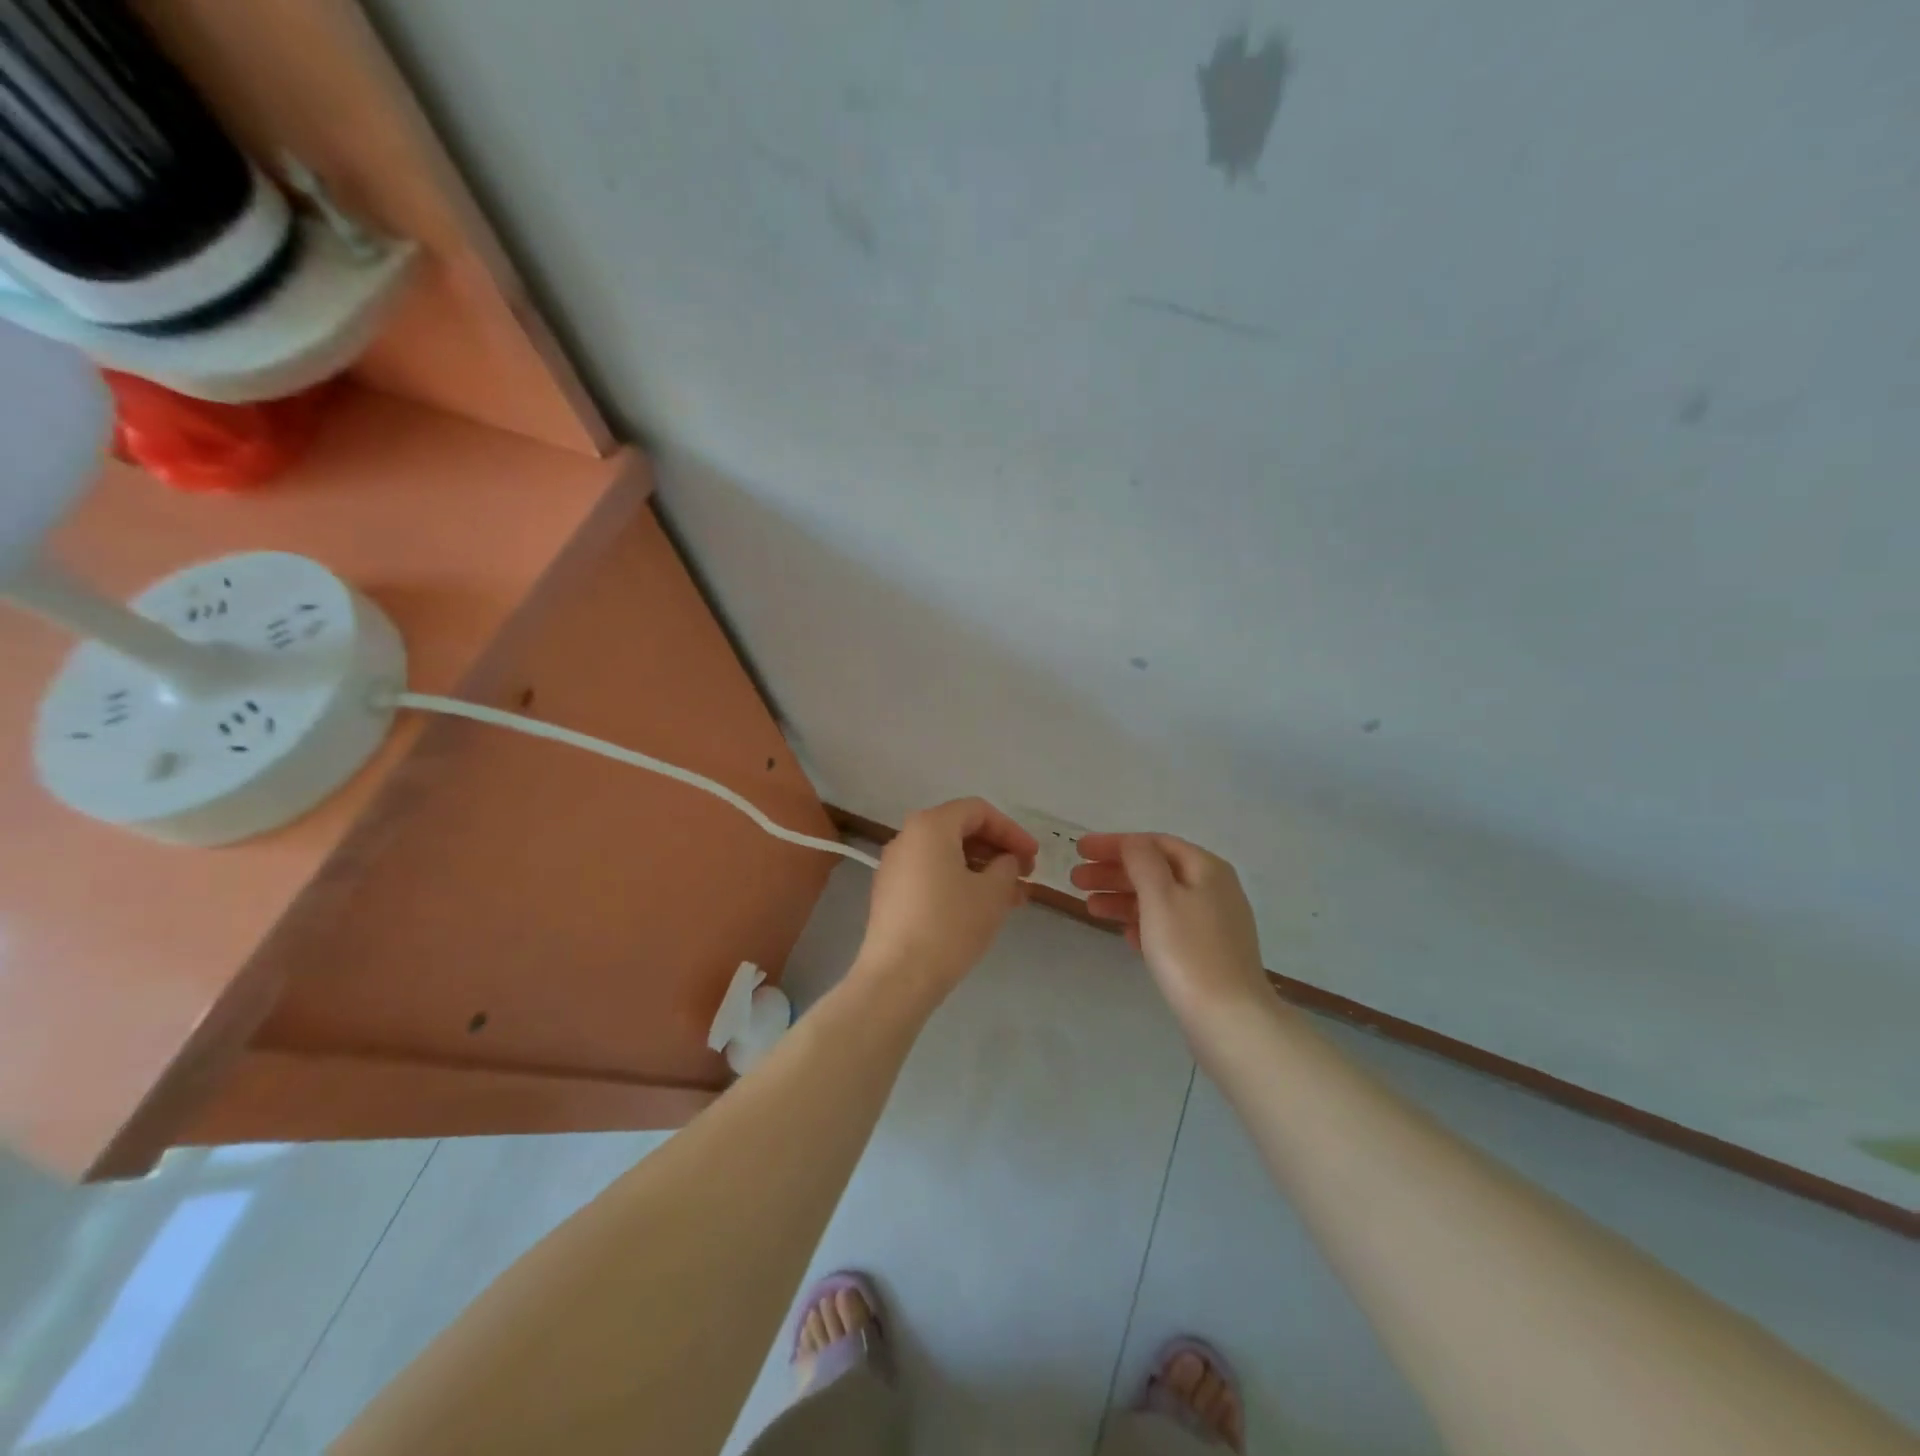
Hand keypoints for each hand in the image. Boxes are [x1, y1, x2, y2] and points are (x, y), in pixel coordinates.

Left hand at [857, 798, 1038, 1003]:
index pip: (978, 811)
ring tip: (1011, 897)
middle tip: (1025, 875)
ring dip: (982, 870)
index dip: (1011, 831)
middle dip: (997, 850)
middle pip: (960, 830)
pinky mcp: (890, 894)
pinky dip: (959, 882)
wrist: (898, 977)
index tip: (1033, 857)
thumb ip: (1007, 866)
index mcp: (930, 826)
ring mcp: (894, 866)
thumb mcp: (993, 893)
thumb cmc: (950, 925)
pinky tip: (981, 908)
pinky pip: (931, 875)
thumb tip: (1004, 861)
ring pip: (947, 856)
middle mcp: (907, 838)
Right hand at [1072, 833, 1268, 1023]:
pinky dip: (1142, 923)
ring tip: (1090, 907)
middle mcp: (1214, 889)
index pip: (1153, 843)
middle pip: (1155, 870)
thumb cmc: (1188, 951)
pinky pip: (1168, 926)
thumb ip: (1142, 861)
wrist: (1229, 1019)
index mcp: (1206, 868)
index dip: (1114, 843)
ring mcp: (1213, 923)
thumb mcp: (1160, 896)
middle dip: (1114, 872)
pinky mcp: (1207, 952)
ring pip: (1159, 899)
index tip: (1079, 849)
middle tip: (1076, 879)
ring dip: (1122, 898)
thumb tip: (1132, 842)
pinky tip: (1123, 933)